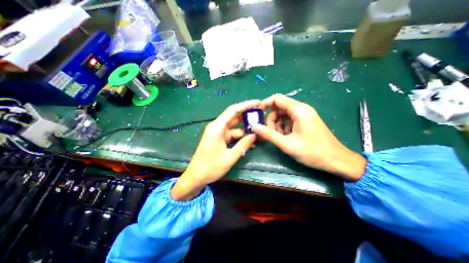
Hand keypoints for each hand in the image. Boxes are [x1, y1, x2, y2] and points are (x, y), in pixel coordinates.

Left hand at [172, 99, 260, 199]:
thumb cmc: (211, 167)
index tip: (258, 102)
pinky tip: (250, 141)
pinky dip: (240, 137)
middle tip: (261, 115)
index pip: (233, 110)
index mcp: (217, 128)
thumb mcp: (230, 157)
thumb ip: (243, 145)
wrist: (196, 177)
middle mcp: (217, 127)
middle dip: (247, 116)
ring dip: (245, 129)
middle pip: (234, 117)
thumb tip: (254, 135)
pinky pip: (231, 135)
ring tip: (258, 130)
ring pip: (234, 127)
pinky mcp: (219, 139)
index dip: (246, 105)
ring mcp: (218, 133)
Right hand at [253, 93, 365, 180]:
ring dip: (277, 125)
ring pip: (283, 115)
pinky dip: (283, 128)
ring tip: (279, 137)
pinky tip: (286, 138)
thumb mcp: (287, 144)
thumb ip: (269, 134)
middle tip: (269, 133)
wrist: (337, 161)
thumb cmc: (313, 152)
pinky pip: (289, 121)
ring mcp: (304, 116)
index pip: (277, 99)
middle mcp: (301, 109)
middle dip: (271, 119)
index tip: (257, 115)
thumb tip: (254, 127)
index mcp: (298, 110)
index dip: (265, 104)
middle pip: (279, 108)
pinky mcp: (305, 122)